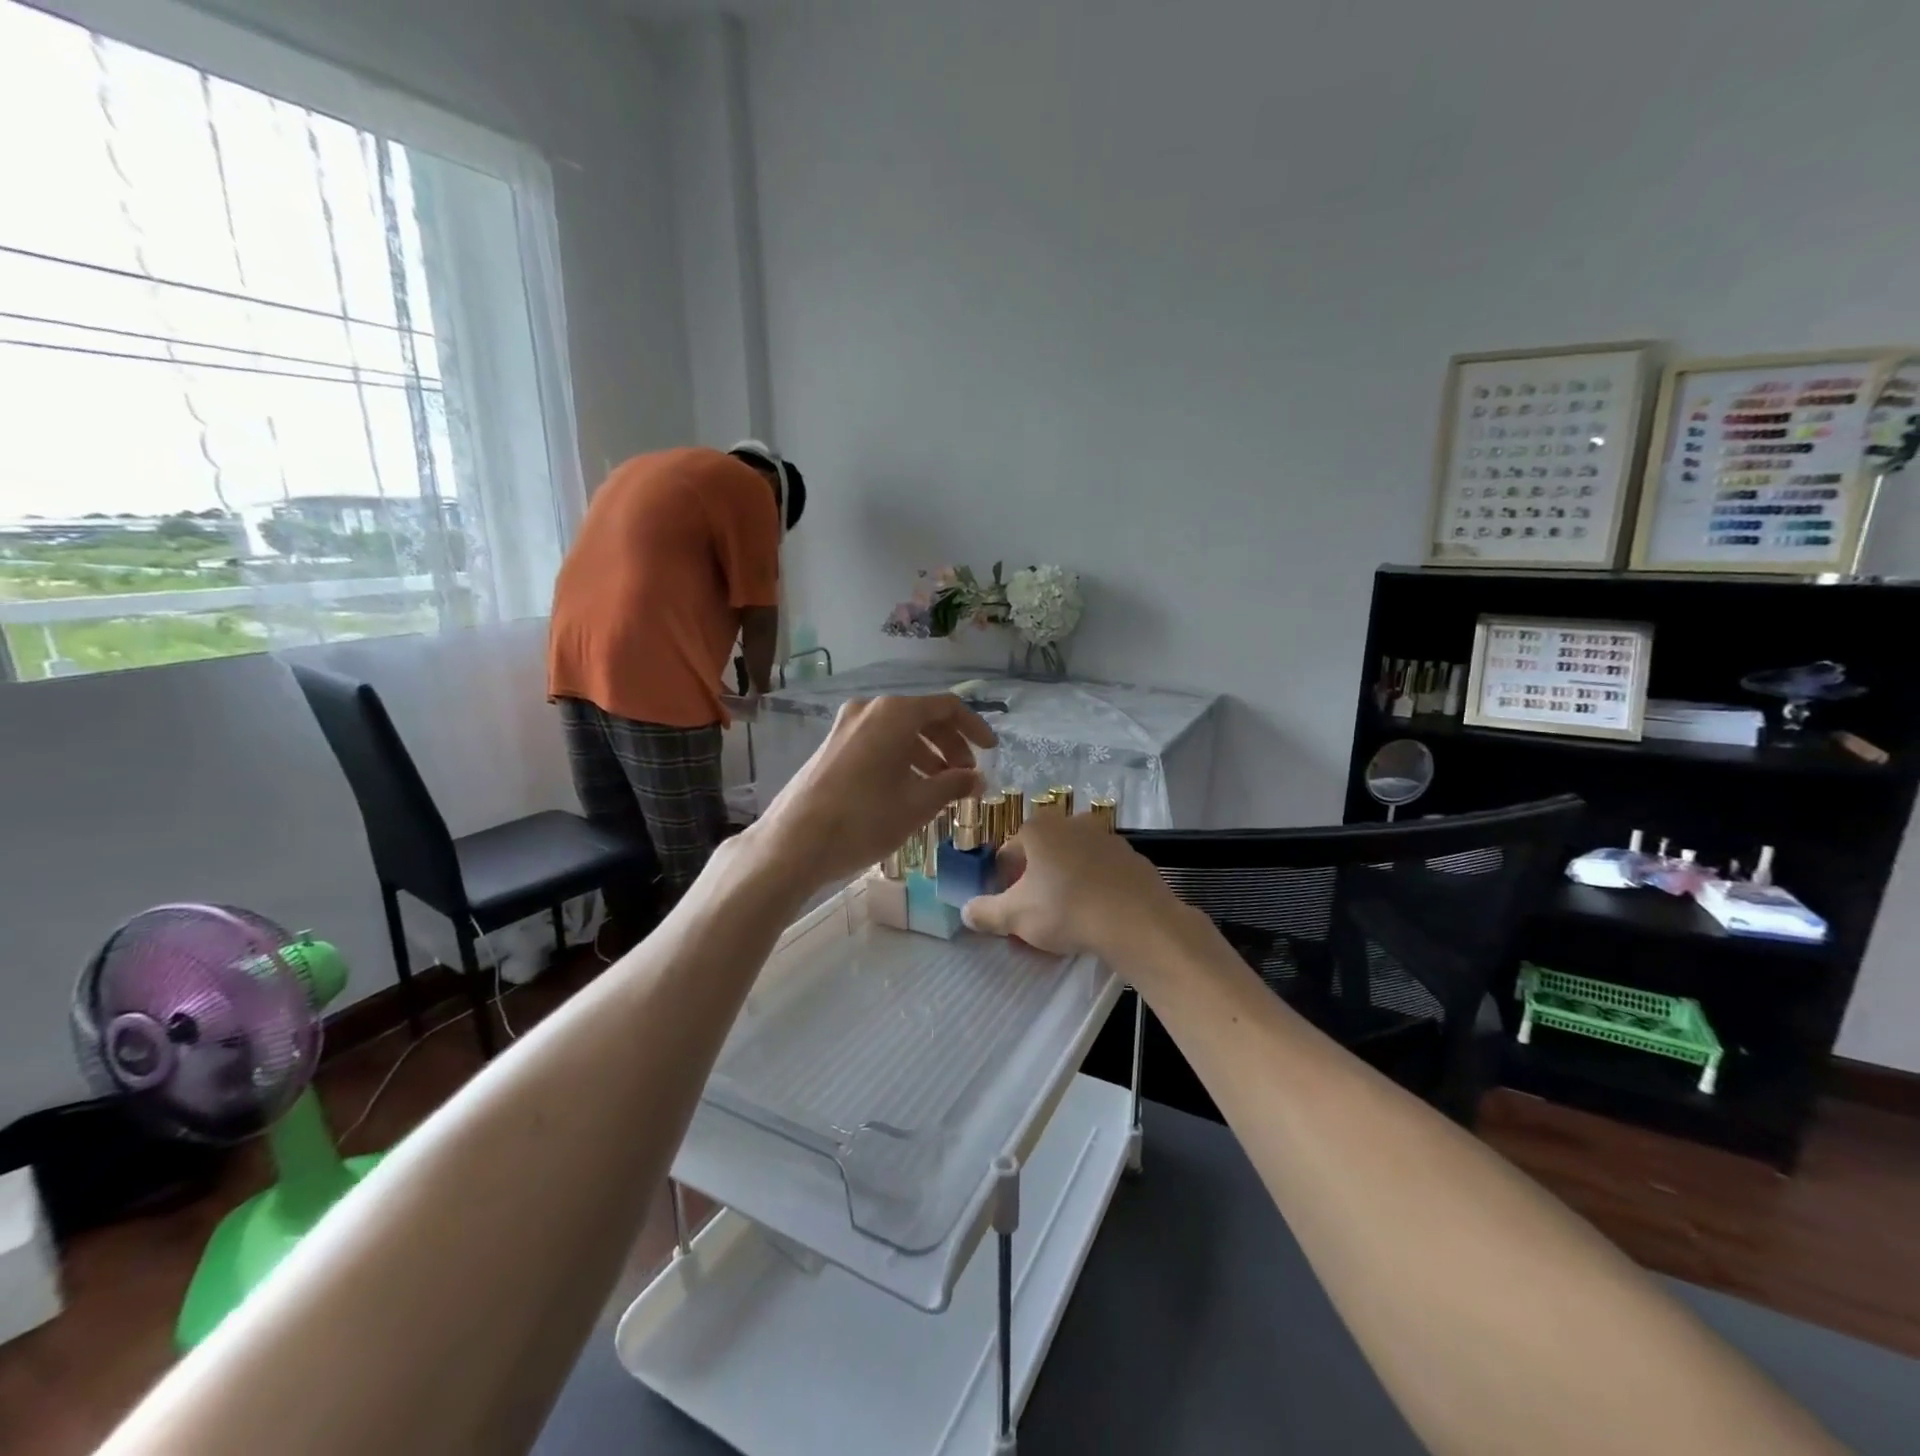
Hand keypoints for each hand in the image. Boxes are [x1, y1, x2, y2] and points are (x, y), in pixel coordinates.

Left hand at [753, 694, 996, 887]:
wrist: (793, 843)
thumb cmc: (863, 820)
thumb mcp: (917, 805)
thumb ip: (953, 785)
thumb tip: (977, 779)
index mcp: (894, 713)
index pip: (946, 707)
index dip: (974, 728)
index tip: (991, 751)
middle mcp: (869, 709)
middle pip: (922, 717)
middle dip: (950, 745)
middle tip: (965, 776)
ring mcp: (846, 726)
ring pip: (898, 731)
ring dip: (926, 754)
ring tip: (940, 788)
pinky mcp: (832, 746)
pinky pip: (877, 742)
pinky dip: (900, 759)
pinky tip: (908, 790)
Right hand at [961, 812, 1182, 960]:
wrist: (1137, 921)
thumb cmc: (1066, 909)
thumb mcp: (1015, 917)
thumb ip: (986, 912)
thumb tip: (965, 911)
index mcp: (1038, 829)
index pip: (1008, 853)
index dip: (1003, 882)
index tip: (1008, 908)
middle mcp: (1071, 823)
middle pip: (1042, 855)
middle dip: (1035, 882)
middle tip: (1036, 916)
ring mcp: (1106, 837)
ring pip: (1073, 862)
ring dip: (1065, 884)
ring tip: (1067, 920)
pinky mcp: (1132, 857)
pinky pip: (1102, 873)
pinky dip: (1094, 888)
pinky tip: (1096, 915)